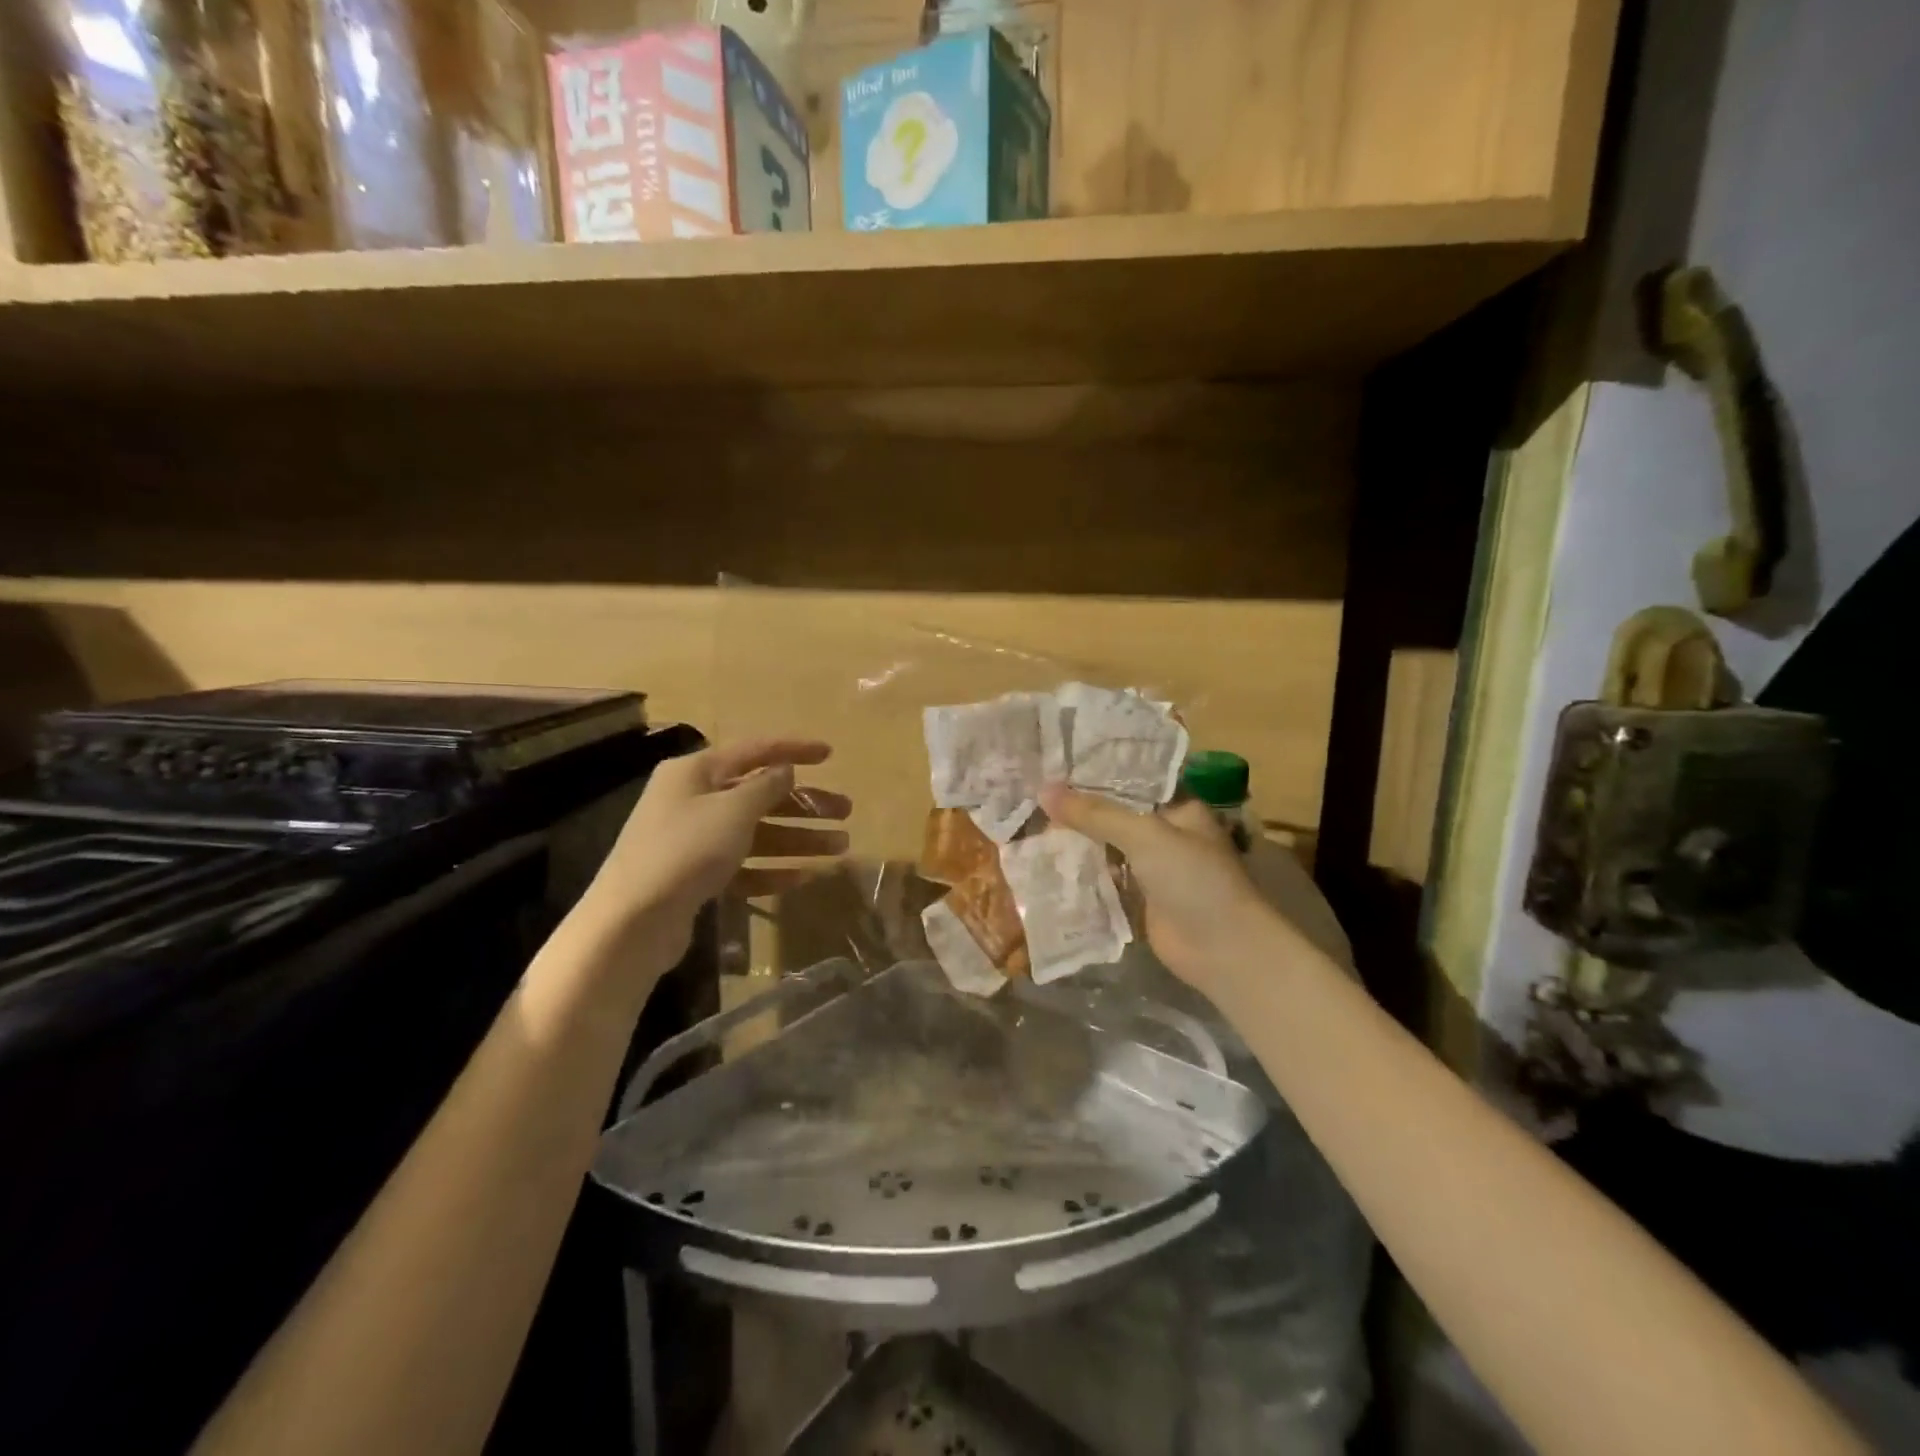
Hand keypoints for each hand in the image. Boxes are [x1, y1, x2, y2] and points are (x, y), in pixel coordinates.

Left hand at [576, 738, 850, 960]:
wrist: (632, 922)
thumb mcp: (733, 810)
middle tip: (845, 813)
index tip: (830, 754)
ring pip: (757, 833)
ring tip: (840, 848)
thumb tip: (784, 770)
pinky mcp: (696, 878)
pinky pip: (744, 866)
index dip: (794, 749)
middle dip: (805, 804)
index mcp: (695, 773)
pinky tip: (804, 877)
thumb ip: (766, 786)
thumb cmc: (686, 850)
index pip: (754, 751)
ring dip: (798, 839)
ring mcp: (693, 841)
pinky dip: (772, 870)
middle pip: (760, 795)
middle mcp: (693, 801)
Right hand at [1039, 784, 1286, 994]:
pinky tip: (1045, 862)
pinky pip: (1103, 877)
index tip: (1055, 761)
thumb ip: (1095, 813)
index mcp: (1177, 806)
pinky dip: (1079, 871)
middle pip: (1114, 813)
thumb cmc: (1194, 879)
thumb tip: (1044, 791)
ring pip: (1106, 845)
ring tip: (1030, 823)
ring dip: (1075, 840)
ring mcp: (1151, 867)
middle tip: (1033, 794)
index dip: (1096, 771)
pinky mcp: (1138, 898)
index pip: (1131, 779)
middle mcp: (1164, 832)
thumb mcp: (1145, 835)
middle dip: (1078, 808)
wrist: (1223, 950)